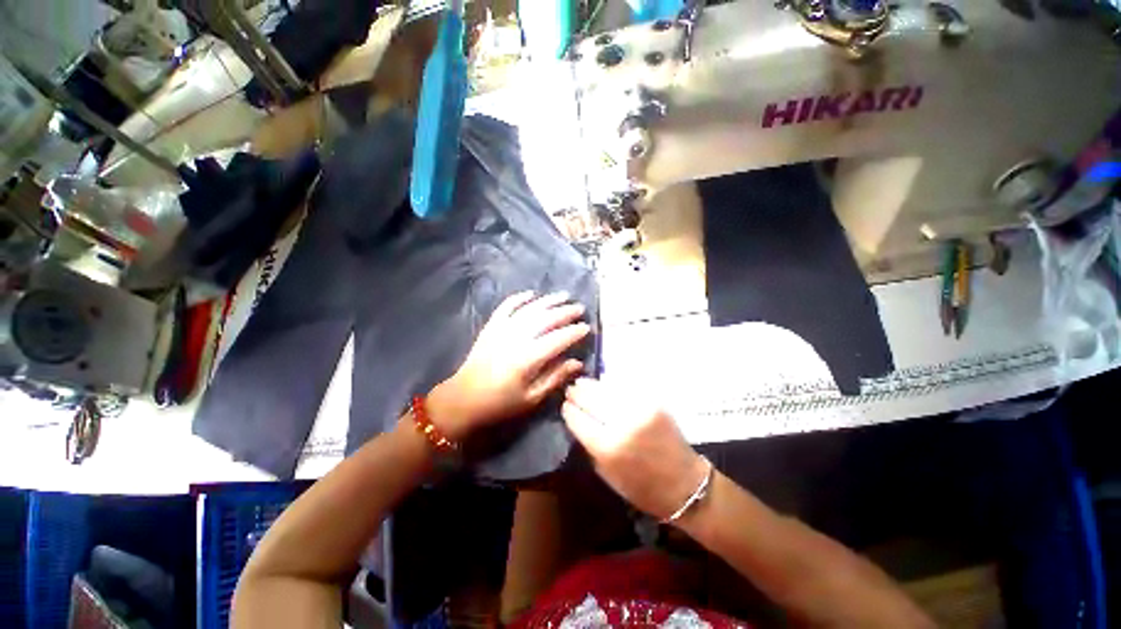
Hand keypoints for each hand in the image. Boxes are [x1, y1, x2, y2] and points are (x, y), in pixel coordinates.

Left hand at [429, 291, 590, 439]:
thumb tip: (577, 363)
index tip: (587, 327)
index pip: (557, 339)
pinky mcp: (491, 326)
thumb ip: (555, 377)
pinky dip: (519, 298)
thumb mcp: (532, 398)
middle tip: (580, 308)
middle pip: (545, 319)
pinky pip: (506, 306)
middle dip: (565, 312)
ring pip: (529, 309)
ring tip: (564, 295)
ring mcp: (501, 329)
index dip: (574, 332)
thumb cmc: (501, 403)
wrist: (463, 399)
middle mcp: (515, 339)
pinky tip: (531, 293)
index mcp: (527, 359)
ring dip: (548, 301)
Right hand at [562, 378, 708, 521]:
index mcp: (607, 448)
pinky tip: (605, 384)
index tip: (565, 405)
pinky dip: (612, 385)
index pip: (578, 419)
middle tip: (571, 389)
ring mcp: (639, 410)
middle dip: (577, 392)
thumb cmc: (642, 488)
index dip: (568, 410)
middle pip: (590, 399)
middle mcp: (622, 425)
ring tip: (583, 382)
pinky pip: (626, 388)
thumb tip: (578, 420)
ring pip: (607, 389)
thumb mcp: (607, 474)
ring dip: (592, 385)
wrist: (685, 484)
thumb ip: (590, 446)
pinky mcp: (653, 403)